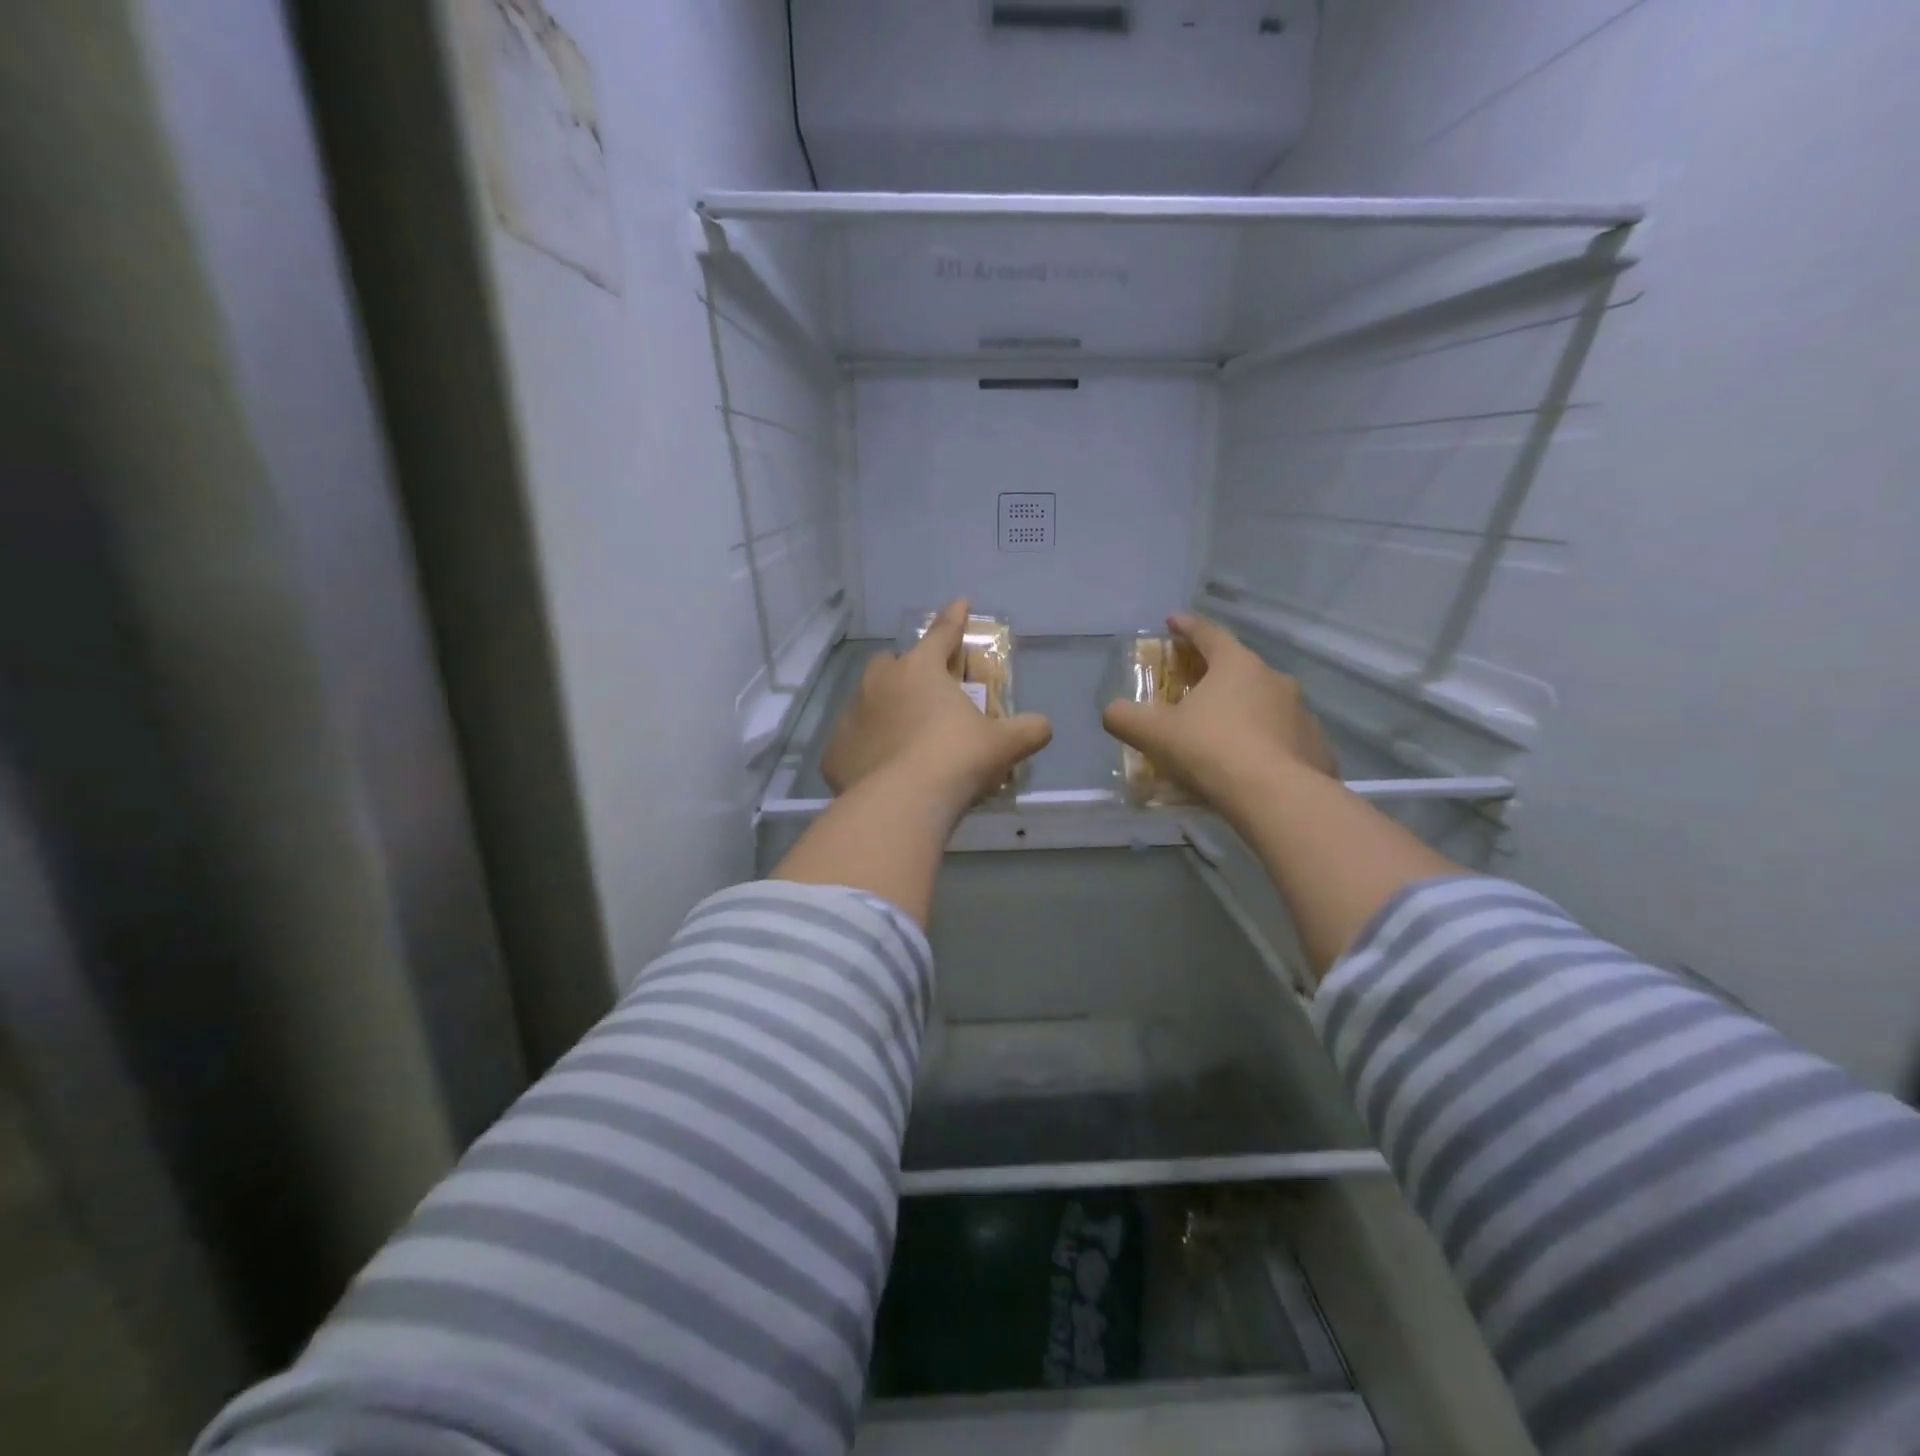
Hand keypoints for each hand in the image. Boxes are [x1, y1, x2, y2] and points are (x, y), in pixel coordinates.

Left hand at [822, 599, 1052, 815]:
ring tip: (903, 737)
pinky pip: (852, 744)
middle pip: (891, 664)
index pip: (942, 634)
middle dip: (906, 670)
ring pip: (866, 702)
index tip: (960, 603)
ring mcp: (851, 716)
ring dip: (884, 711)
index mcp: (921, 670)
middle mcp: (879, 683)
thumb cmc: (956, 760)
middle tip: (924, 693)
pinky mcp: (835, 752)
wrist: (901, 804)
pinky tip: (881, 771)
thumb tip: (1044, 726)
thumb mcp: (1002, 745)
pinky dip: (866, 751)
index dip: (954, 618)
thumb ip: (1028, 730)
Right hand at [1102, 613, 1336, 808]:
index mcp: (1236, 665)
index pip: (1209, 634)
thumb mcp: (1153, 734)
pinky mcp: (1316, 747)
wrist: (1275, 797)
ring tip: (1224, 736)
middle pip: (1239, 669)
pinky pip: (1284, 739)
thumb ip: (1124, 717)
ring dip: (1244, 712)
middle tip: (1194, 689)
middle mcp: (1274, 680)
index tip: (1173, 621)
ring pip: (1265, 705)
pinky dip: (1266, 745)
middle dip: (1215, 675)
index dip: (1187, 626)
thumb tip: (1112, 711)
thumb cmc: (1210, 750)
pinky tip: (1252, 767)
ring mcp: (1301, 713)